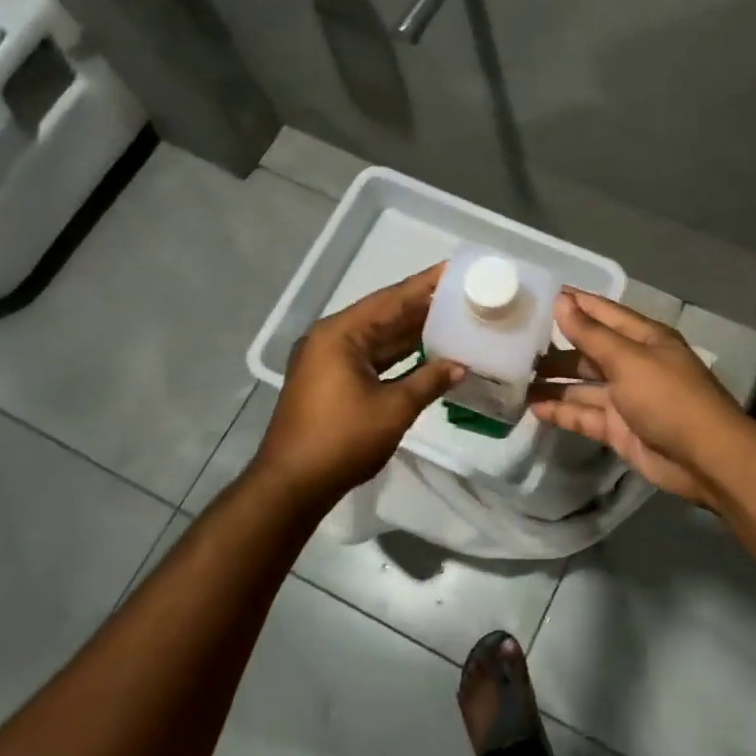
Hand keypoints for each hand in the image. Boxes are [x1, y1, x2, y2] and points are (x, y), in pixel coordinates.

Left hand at [252, 265, 461, 503]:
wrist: (293, 485)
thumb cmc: (342, 440)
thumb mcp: (393, 408)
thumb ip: (429, 381)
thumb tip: (461, 366)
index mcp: (340, 334)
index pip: (390, 300)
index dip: (424, 286)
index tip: (452, 270)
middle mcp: (331, 339)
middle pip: (384, 316)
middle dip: (422, 308)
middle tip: (462, 296)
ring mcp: (329, 362)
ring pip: (379, 339)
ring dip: (412, 333)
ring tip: (453, 320)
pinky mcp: (332, 382)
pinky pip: (371, 359)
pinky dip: (399, 357)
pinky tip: (429, 355)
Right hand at [530, 290, 747, 507]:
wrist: (704, 458)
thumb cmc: (668, 397)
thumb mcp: (628, 360)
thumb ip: (590, 334)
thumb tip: (561, 300)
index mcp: (644, 339)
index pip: (603, 313)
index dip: (574, 303)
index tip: (539, 295)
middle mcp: (633, 364)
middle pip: (589, 350)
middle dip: (556, 346)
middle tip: (514, 342)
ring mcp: (625, 398)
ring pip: (582, 385)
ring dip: (553, 381)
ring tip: (514, 377)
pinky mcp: (618, 429)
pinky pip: (584, 415)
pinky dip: (561, 412)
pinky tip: (533, 408)